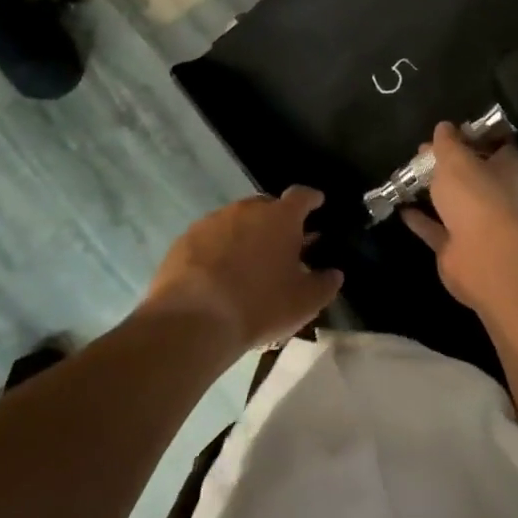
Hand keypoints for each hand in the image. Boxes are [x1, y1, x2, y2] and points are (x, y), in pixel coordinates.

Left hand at [141, 187, 341, 353]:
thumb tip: (333, 274)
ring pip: (235, 221)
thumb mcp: (304, 303)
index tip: (317, 203)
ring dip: (244, 235)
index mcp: (281, 218)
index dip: (311, 199)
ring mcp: (212, 221)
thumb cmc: (259, 305)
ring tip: (247, 264)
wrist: (193, 320)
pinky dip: (217, 249)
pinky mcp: (184, 239)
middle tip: (281, 245)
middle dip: (276, 221)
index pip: (302, 196)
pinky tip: (216, 275)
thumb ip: (324, 285)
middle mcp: (246, 210)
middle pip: (266, 206)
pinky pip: (209, 238)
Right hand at [402, 124, 517, 313]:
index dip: (479, 137)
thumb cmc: (476, 195)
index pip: (500, 147)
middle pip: (473, 174)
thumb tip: (444, 127)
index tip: (456, 129)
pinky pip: (437, 228)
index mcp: (506, 169)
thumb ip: (448, 142)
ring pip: (454, 202)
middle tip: (423, 151)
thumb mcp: (456, 158)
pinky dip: (421, 219)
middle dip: (450, 164)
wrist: (482, 257)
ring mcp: (479, 224)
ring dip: (435, 191)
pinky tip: (401, 207)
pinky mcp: (458, 248)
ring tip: (409, 175)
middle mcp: (497, 196)